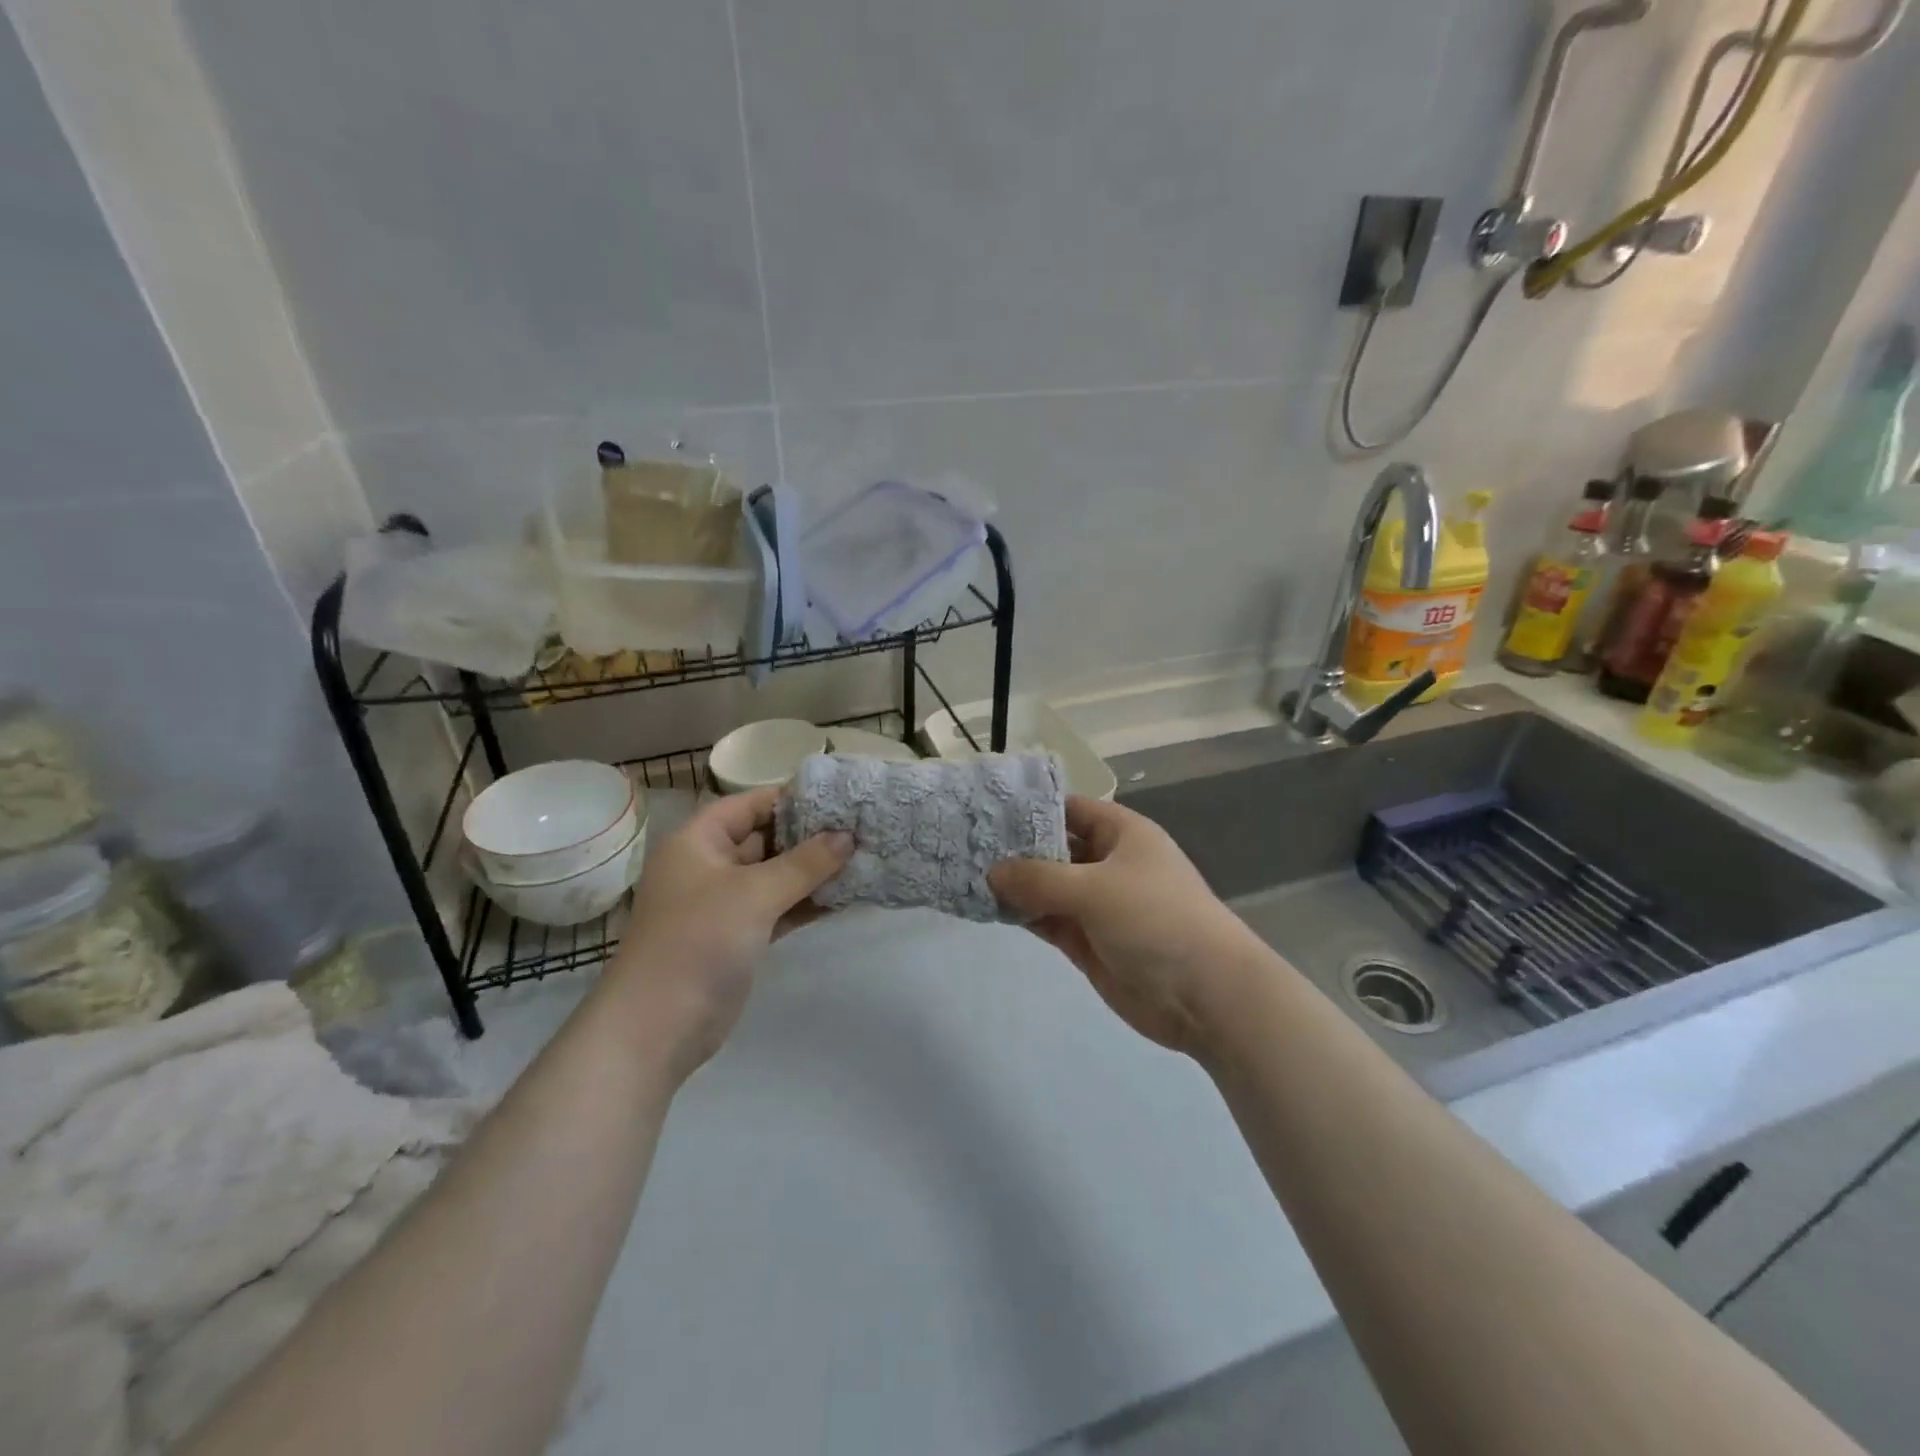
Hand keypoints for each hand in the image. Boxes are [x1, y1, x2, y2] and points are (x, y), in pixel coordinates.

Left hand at [608, 786, 851, 1078]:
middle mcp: (709, 866)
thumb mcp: (755, 893)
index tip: (839, 798)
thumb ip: (805, 863)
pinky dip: (806, 902)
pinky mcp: (739, 937)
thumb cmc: (699, 941)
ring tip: (862, 858)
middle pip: (765, 838)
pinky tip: (845, 896)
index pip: (749, 804)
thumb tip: (848, 836)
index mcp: (698, 841)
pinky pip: (778, 908)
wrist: (658, 1027)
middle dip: (810, 835)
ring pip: (775, 876)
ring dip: (813, 871)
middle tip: (860, 827)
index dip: (791, 798)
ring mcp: (724, 904)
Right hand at [989, 796, 1258, 1058]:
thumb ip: (1039, 878)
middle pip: (1054, 847)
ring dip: (1014, 884)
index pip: (1070, 809)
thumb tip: (992, 871)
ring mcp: (1097, 904)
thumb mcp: (1095, 889)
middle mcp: (1108, 863)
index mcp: (1122, 834)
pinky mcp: (1088, 941)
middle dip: (1015, 847)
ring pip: (1047, 886)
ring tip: (965, 873)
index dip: (1031, 807)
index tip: (985, 809)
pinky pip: (1048, 919)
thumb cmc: (1156, 920)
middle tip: (964, 843)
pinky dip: (1023, 914)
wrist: (1206, 995)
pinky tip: (988, 907)